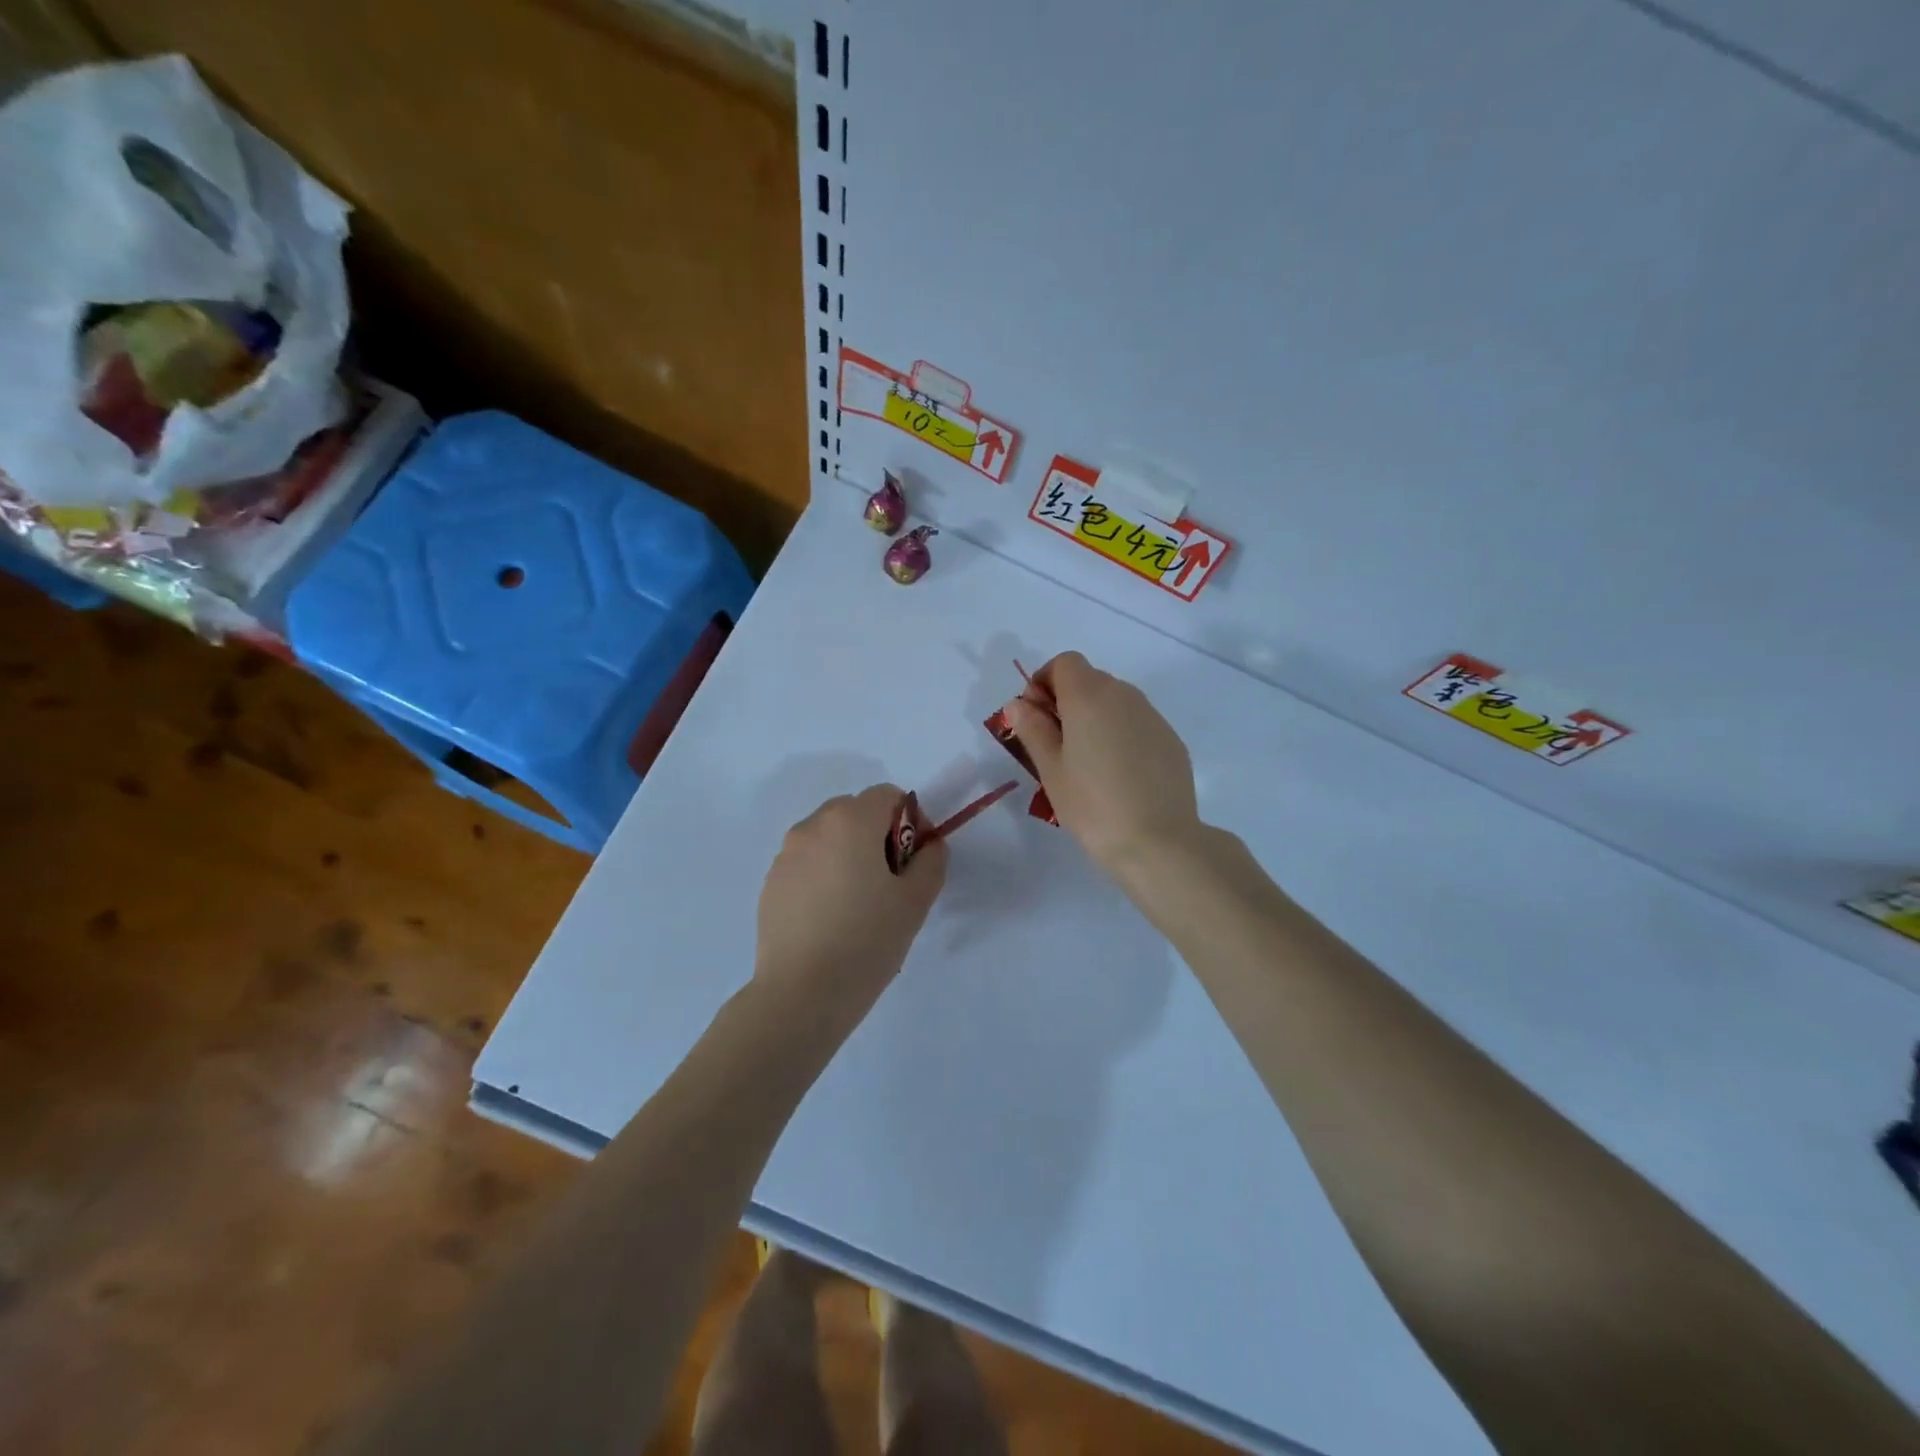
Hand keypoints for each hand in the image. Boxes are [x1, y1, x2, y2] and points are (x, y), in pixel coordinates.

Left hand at [754, 785, 947, 1017]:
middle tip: (889, 882)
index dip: (909, 821)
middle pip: (855, 811)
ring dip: (848, 853)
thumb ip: (931, 861)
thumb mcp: (915, 901)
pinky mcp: (771, 882)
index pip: (887, 795)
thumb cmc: (867, 940)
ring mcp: (786, 854)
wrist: (802, 993)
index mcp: (850, 821)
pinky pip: (806, 862)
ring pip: (828, 837)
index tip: (913, 861)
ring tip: (858, 903)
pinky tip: (830, 917)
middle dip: (877, 835)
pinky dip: (823, 874)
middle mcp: (813, 826)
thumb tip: (929, 844)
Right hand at [1003, 652, 1202, 873]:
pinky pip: (1137, 724)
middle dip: (1068, 701)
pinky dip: (1121, 735)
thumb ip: (1033, 729)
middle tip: (1056, 745)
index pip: (1064, 662)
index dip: (1044, 682)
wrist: (1158, 841)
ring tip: (1088, 763)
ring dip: (1096, 718)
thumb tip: (1019, 703)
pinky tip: (1119, 775)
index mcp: (1089, 696)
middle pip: (1090, 679)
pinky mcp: (1171, 739)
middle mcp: (1124, 695)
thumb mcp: (1050, 769)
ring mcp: (1153, 716)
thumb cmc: (1092, 805)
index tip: (1036, 718)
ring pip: (1116, 702)